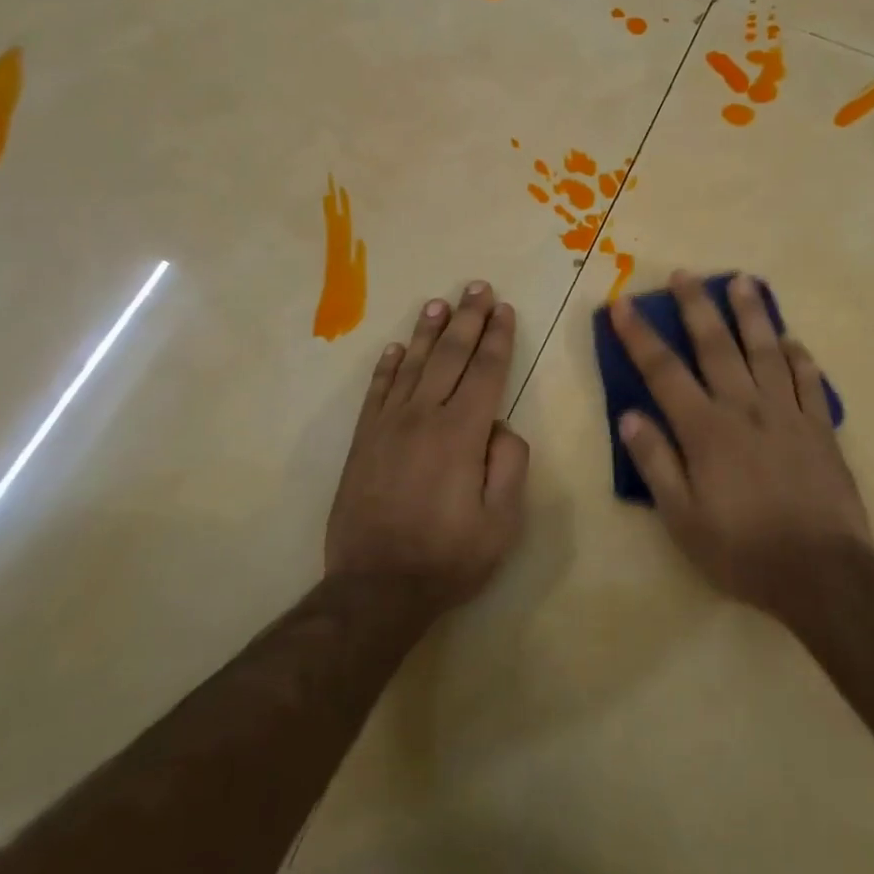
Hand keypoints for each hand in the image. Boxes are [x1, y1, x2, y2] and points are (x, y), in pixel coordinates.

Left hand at [325, 281, 530, 608]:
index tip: (504, 309)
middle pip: (450, 356)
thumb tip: (500, 426)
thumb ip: (510, 464)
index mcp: (462, 433)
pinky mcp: (363, 441)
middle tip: (477, 287)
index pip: (485, 371)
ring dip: (429, 331)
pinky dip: (388, 367)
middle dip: (467, 318)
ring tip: (440, 303)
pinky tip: (398, 348)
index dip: (497, 337)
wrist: (376, 587)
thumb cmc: (449, 556)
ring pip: (412, 365)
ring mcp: (388, 426)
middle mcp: (423, 417)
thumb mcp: (502, 521)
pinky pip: (377, 392)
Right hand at [609, 271, 871, 613]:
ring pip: (766, 352)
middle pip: (716, 347)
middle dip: (696, 307)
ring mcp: (788, 414)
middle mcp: (745, 409)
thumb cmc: (742, 550)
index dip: (640, 336)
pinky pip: (810, 382)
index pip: (664, 372)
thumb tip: (629, 416)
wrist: (821, 572)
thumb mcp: (683, 518)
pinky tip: (792, 341)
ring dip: (752, 314)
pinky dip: (799, 358)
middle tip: (684, 274)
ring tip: (742, 281)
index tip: (623, 304)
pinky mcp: (821, 428)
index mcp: (706, 431)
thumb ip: (656, 463)